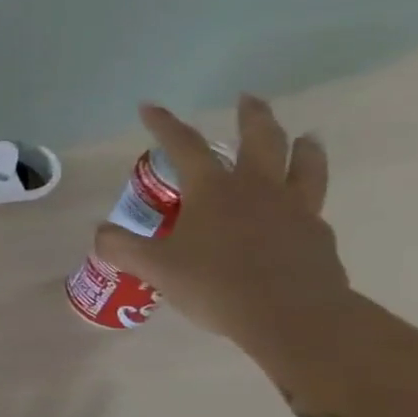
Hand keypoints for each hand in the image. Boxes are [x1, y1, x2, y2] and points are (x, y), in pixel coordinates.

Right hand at [95, 96, 351, 359]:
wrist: (294, 317)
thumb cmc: (215, 284)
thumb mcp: (152, 267)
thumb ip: (120, 246)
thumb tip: (101, 233)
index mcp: (214, 190)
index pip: (184, 146)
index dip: (164, 125)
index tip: (150, 107)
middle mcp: (257, 189)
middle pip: (261, 140)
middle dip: (252, 116)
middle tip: (248, 99)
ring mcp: (294, 210)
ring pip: (305, 166)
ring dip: (302, 147)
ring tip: (305, 137)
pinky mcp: (316, 237)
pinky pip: (313, 204)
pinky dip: (306, 194)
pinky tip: (298, 206)